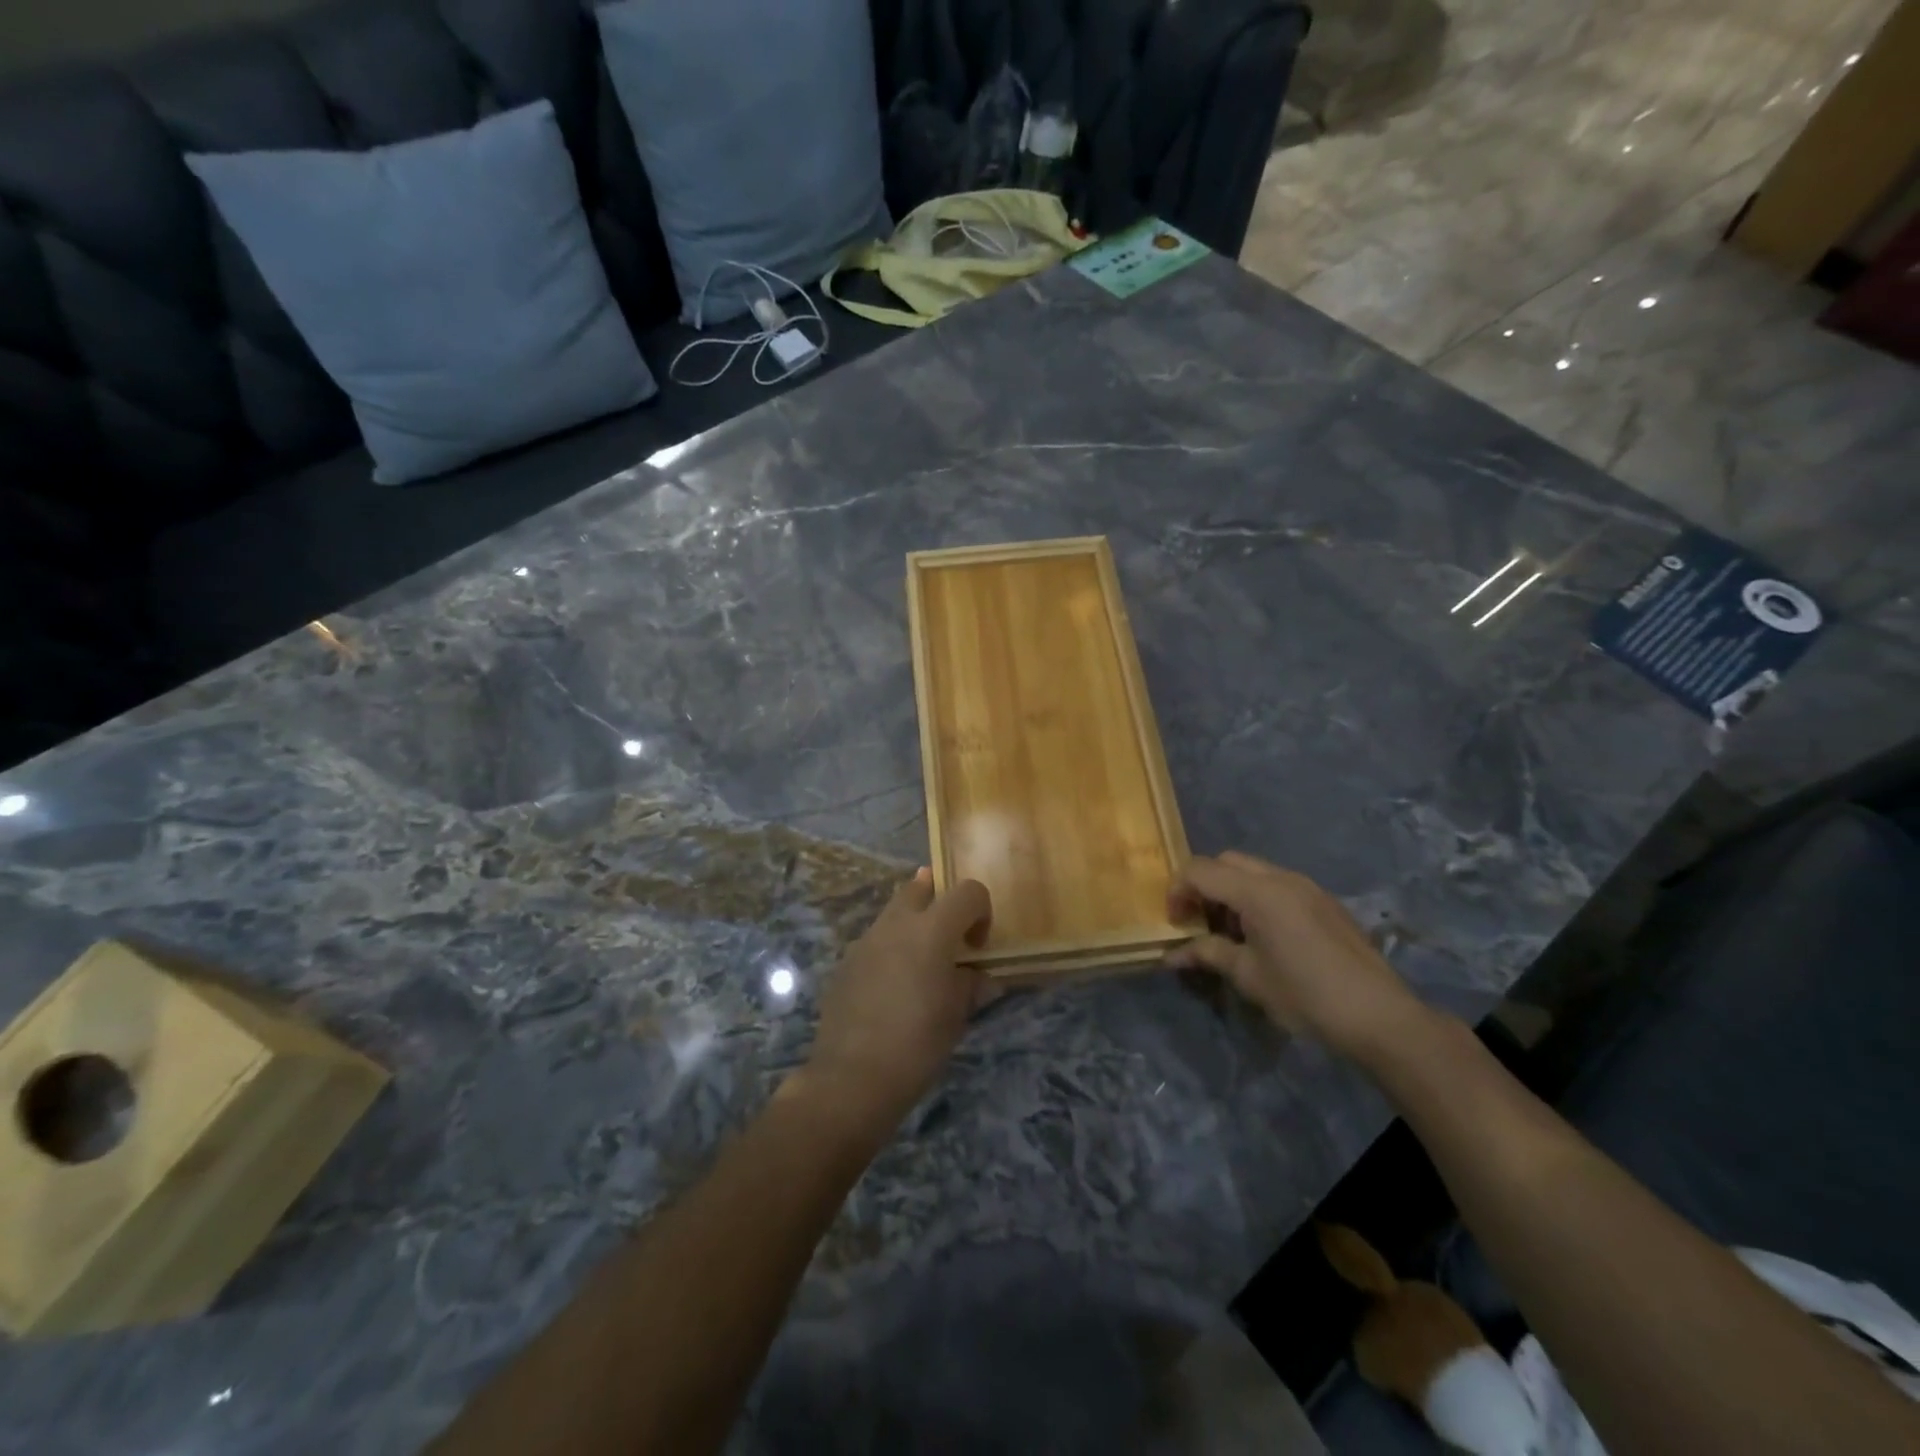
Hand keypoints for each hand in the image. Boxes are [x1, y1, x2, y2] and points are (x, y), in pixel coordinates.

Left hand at [802, 868, 992, 1127]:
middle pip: (920, 887)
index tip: (978, 946)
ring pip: (893, 913)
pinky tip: (891, 988)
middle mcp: (897, 924)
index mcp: (932, 930)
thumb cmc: (918, 1044)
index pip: (968, 892)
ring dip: (912, 925)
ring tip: (921, 965)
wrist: (853, 1077)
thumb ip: (969, 984)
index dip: (981, 911)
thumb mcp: (957, 1016)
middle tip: (949, 937)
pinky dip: (890, 949)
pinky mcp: (845, 961)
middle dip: (939, 900)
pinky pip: (875, 941)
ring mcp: (866, 940)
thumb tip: (976, 976)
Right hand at [1166, 851, 1430, 1064]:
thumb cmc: (1305, 996)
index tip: (1175, 923)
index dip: (1178, 891)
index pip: (1200, 870)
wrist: (1379, 1015)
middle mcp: (1281, 877)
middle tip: (1198, 922)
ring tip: (1230, 933)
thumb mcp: (1248, 976)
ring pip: (1253, 870)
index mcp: (1257, 892)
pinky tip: (1265, 937)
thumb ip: (1208, 954)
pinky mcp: (1324, 901)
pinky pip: (1278, 884)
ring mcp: (1307, 886)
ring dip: (1231, 890)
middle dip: (1204, 885)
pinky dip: (1257, 897)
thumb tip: (1172, 955)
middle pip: (1226, 861)